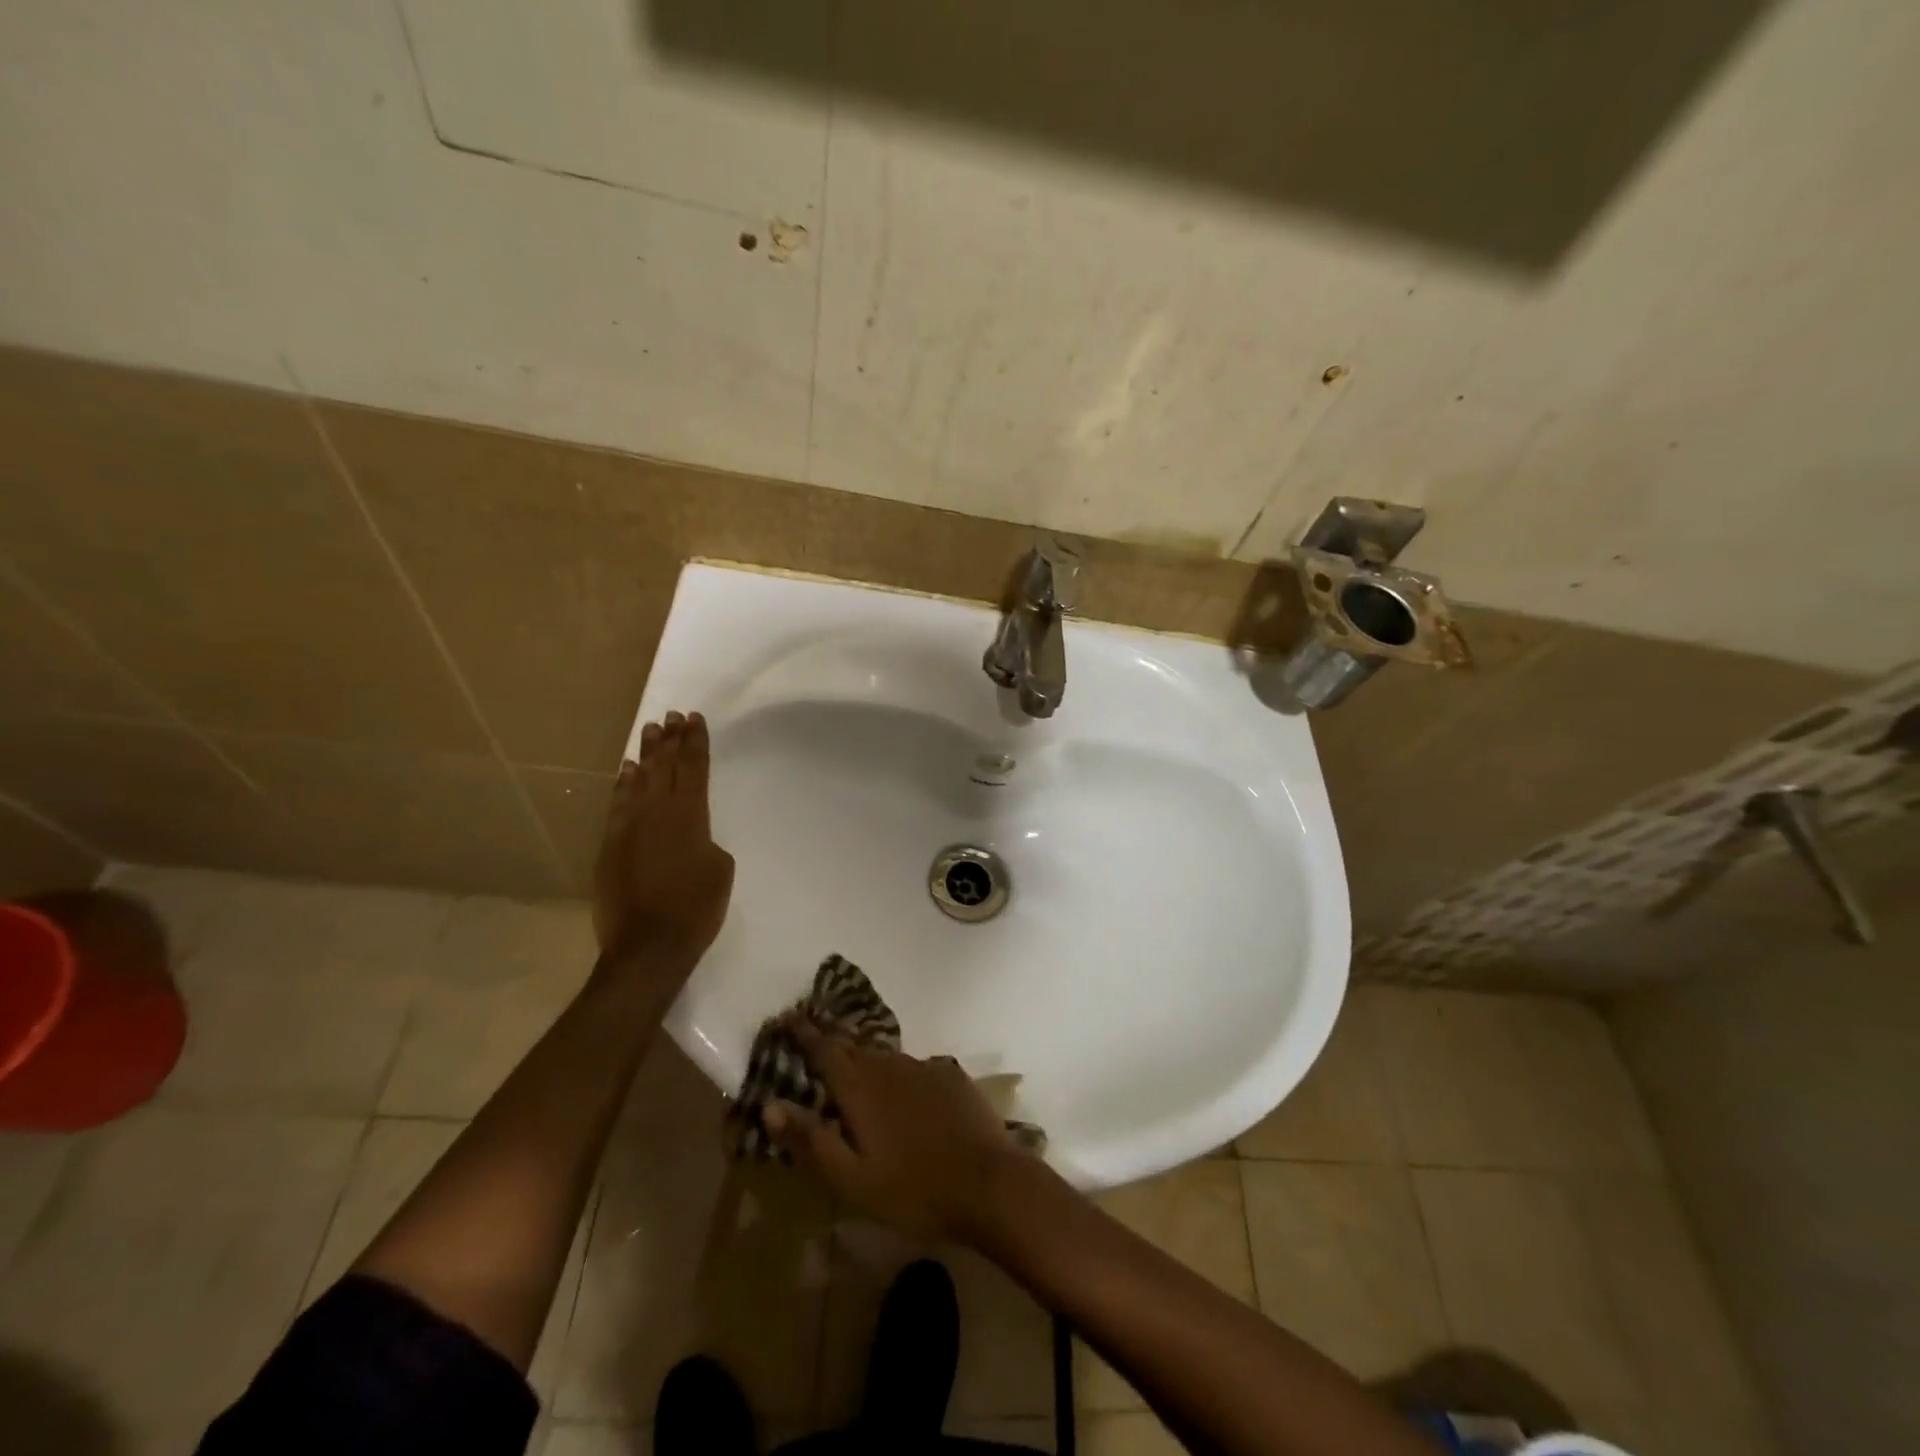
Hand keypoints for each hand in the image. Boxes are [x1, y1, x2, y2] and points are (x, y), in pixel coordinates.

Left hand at [594, 711, 735, 970]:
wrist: (648, 946)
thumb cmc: (696, 908)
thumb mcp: (721, 870)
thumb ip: (707, 841)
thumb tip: (692, 835)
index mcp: (690, 816)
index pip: (694, 768)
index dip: (696, 742)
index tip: (695, 719)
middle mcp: (657, 812)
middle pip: (664, 767)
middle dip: (670, 740)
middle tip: (672, 716)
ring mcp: (628, 827)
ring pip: (639, 780)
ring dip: (646, 755)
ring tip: (651, 731)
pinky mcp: (609, 846)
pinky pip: (617, 804)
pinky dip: (623, 785)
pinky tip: (626, 771)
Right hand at [766, 1017, 1028, 1243]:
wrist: (989, 1183)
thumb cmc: (913, 1190)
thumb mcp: (851, 1179)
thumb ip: (810, 1139)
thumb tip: (769, 1104)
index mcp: (860, 1087)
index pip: (823, 1049)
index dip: (803, 1032)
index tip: (786, 1016)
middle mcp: (889, 1065)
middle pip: (852, 1044)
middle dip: (829, 1035)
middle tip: (811, 1027)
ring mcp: (923, 1067)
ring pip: (883, 1054)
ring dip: (862, 1052)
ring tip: (850, 1057)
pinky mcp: (950, 1076)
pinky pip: (913, 1066)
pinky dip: (896, 1069)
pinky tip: (900, 1085)